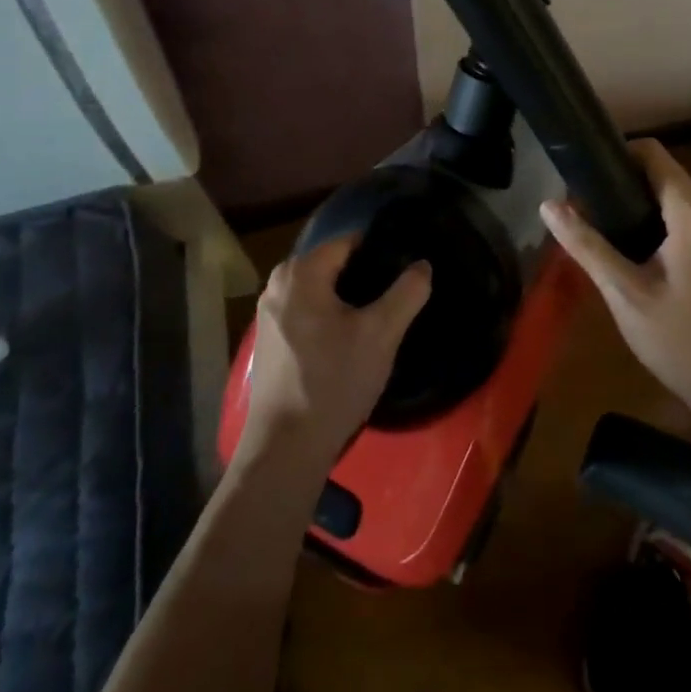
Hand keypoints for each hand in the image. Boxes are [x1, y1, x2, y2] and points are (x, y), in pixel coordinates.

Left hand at [239, 237, 431, 471]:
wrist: (286, 448)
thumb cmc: (334, 381)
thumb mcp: (382, 334)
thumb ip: (407, 292)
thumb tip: (422, 265)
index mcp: (300, 272)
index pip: (349, 243)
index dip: (380, 253)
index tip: (404, 272)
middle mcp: (277, 283)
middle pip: (333, 266)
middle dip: (364, 278)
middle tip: (394, 300)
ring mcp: (267, 314)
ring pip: (319, 291)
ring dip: (347, 301)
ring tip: (377, 320)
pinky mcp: (267, 341)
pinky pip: (306, 313)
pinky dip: (327, 319)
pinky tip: (347, 344)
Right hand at [542, 140, 690, 430]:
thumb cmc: (681, 340)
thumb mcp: (624, 293)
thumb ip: (587, 245)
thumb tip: (548, 205)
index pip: (653, 154)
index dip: (616, 154)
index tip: (584, 174)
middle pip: (664, 172)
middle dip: (623, 181)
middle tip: (585, 205)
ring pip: (675, 196)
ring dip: (640, 202)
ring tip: (602, 226)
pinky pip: (687, 217)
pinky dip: (659, 219)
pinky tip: (634, 250)